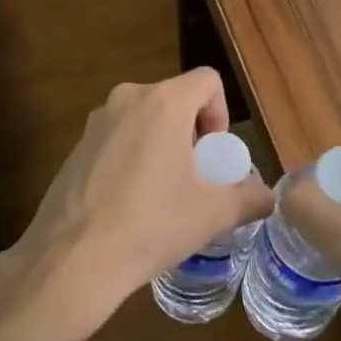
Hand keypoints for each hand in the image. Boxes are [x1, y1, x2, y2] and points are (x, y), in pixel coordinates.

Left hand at [1, 69, 274, 340]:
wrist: (73, 259)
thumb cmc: (151, 225)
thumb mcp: (213, 214)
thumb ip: (250, 198)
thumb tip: (267, 196)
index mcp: (163, 102)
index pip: (208, 80)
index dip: (221, 113)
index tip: (213, 156)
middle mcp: (127, 99)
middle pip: (175, 99)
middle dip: (192, 133)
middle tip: (194, 178)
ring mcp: (95, 121)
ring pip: (144, 119)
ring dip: (162, 145)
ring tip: (163, 193)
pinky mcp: (75, 146)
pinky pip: (117, 138)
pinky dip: (132, 158)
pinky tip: (129, 203)